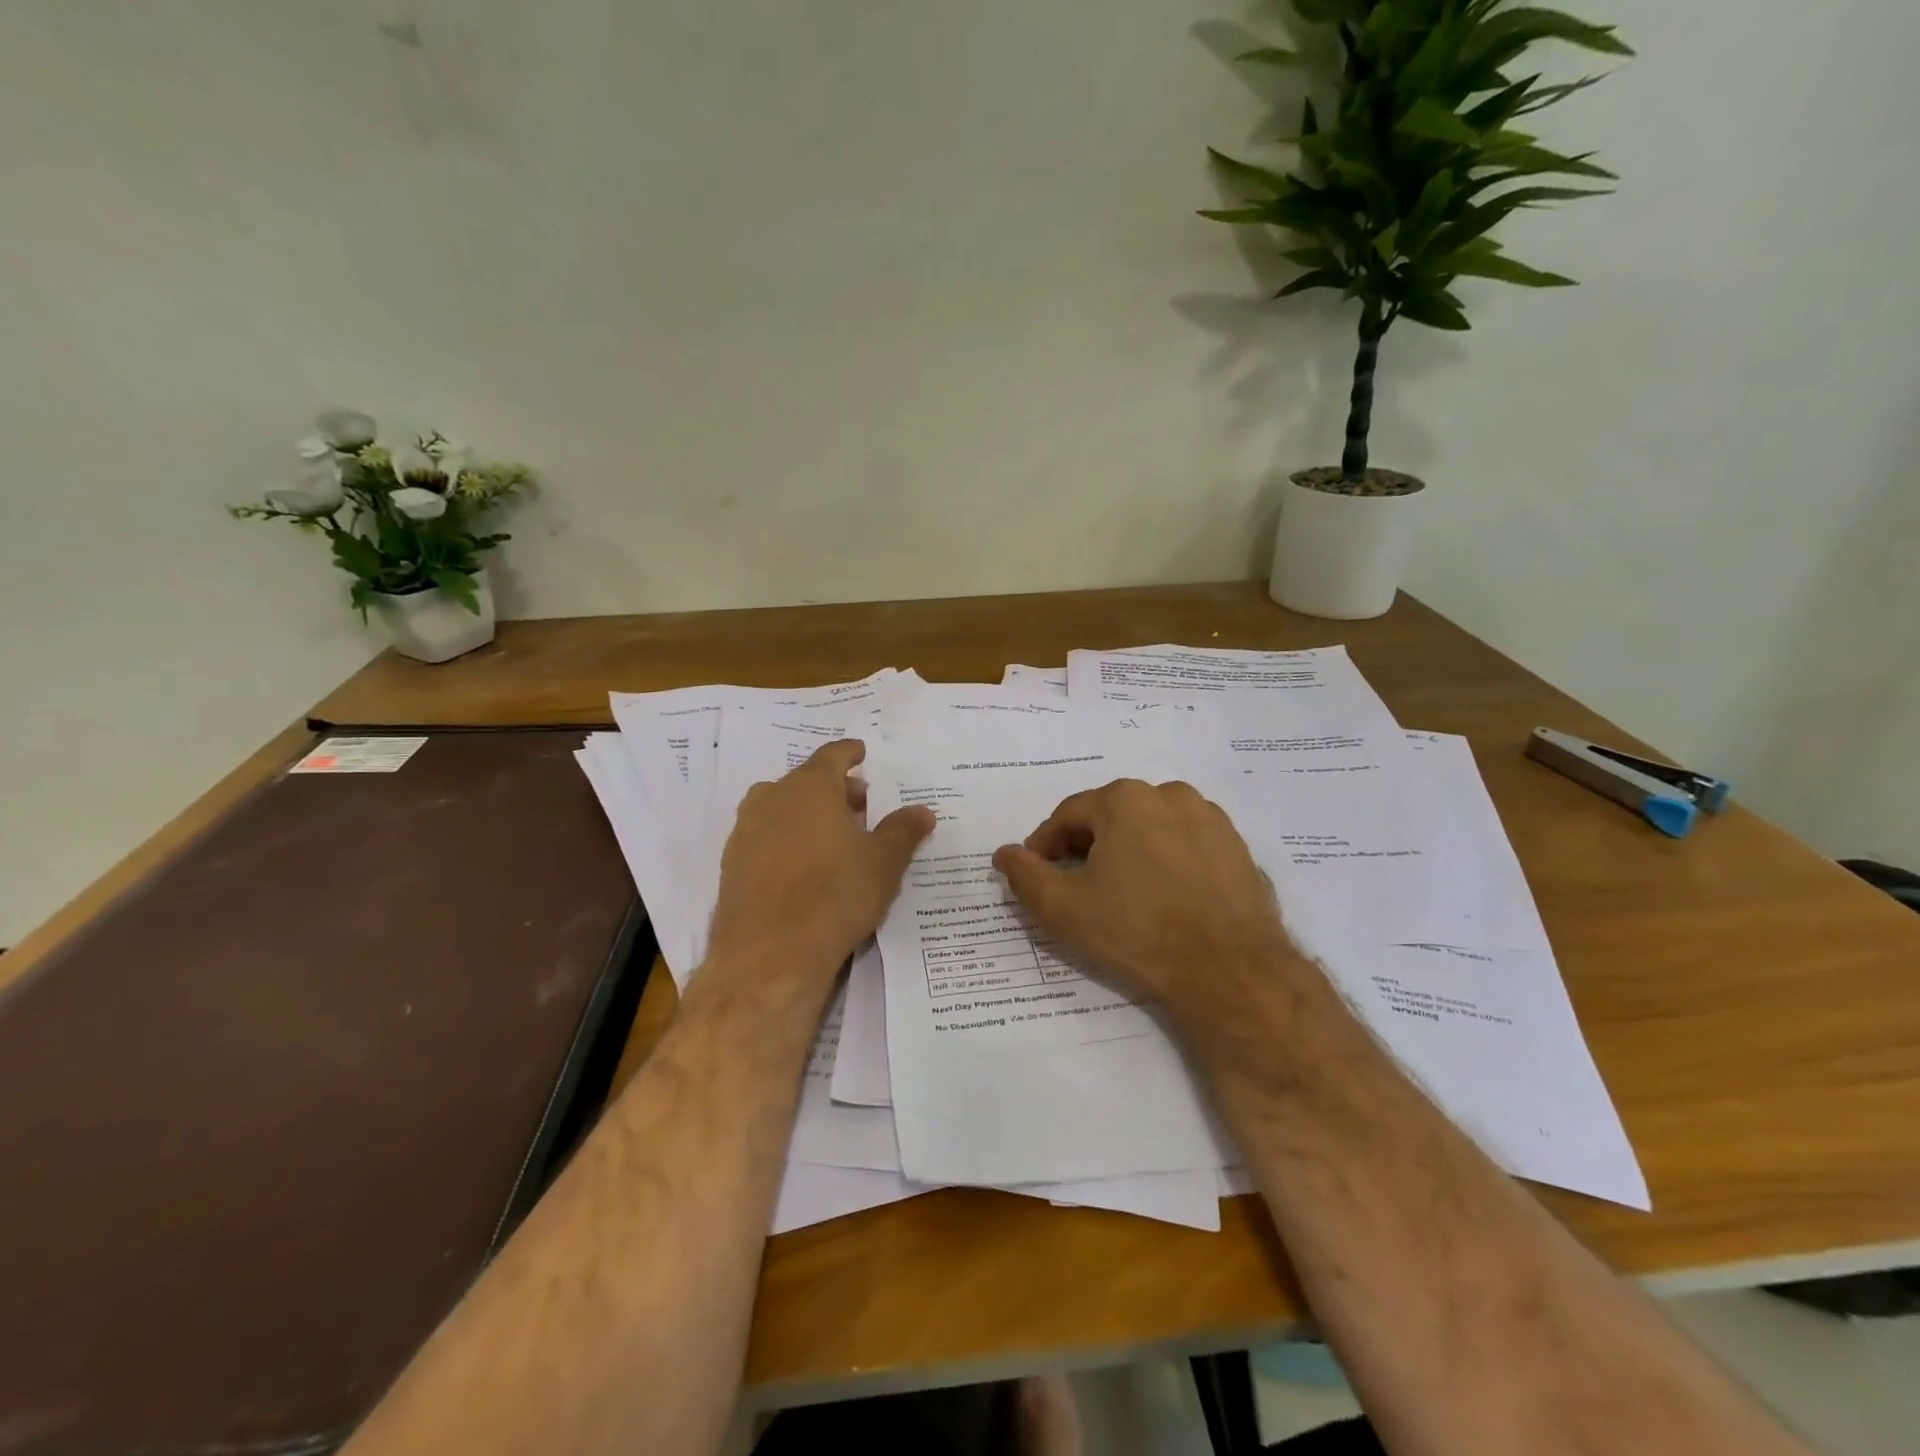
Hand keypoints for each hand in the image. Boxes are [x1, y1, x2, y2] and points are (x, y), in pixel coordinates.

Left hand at [705, 739, 934, 981]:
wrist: (770, 954)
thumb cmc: (835, 895)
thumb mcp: (883, 862)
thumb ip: (903, 831)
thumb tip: (923, 811)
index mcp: (810, 787)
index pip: (832, 755)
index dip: (850, 753)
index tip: (861, 753)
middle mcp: (772, 798)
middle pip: (806, 781)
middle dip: (834, 789)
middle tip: (860, 805)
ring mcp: (746, 831)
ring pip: (781, 808)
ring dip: (806, 814)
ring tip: (833, 837)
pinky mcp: (731, 864)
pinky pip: (764, 837)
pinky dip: (785, 840)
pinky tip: (803, 867)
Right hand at [991, 779, 1298, 1028]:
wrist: (1229, 971)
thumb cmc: (1136, 930)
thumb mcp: (1063, 907)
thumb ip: (1025, 875)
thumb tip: (1004, 854)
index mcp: (1125, 799)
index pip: (1068, 815)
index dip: (1045, 845)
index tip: (1037, 874)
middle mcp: (1170, 795)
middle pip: (1111, 817)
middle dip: (1087, 847)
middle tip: (1076, 886)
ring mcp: (1211, 820)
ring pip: (1151, 829)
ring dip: (1129, 852)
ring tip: (1121, 894)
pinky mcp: (1239, 849)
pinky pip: (1187, 848)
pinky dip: (1168, 864)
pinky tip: (1164, 900)